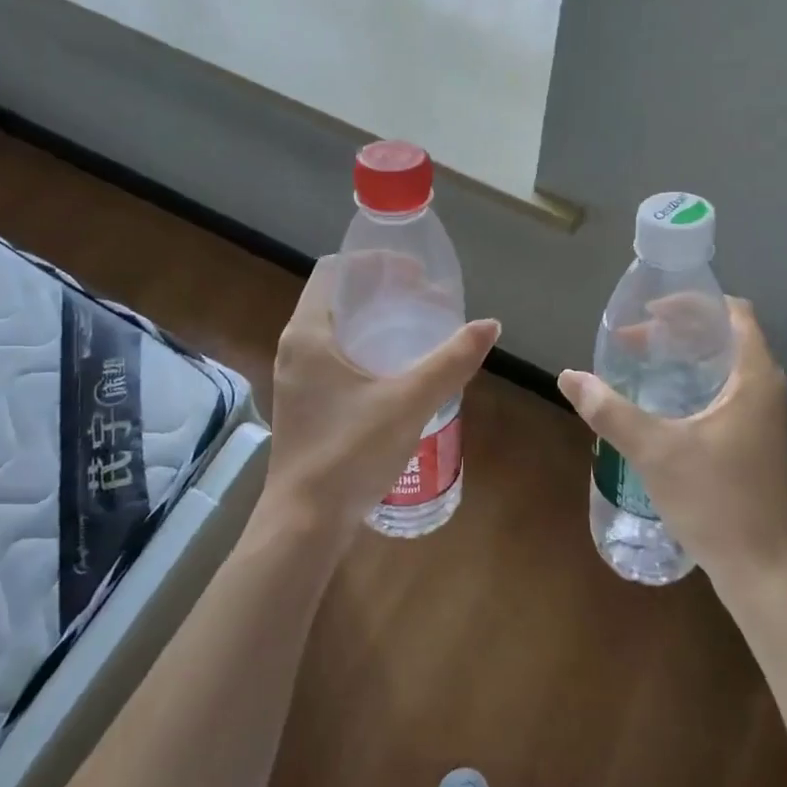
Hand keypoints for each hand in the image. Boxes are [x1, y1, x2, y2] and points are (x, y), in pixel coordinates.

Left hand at [259, 255, 500, 541]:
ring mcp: (297, 379)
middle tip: (427, 301)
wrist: (304, 523)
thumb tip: (490, 325)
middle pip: (339, 300)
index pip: (335, 271)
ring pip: (338, 333)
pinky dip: (367, 353)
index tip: (414, 273)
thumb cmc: (350, 452)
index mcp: (308, 333)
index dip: (375, 263)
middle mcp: (295, 348)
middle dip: (383, 294)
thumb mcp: (408, 401)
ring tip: (420, 332)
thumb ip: (450, 361)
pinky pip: (336, 361)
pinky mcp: (305, 405)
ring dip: (376, 325)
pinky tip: (400, 374)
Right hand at [557, 298, 786, 589]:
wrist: (765, 572)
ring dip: (688, 360)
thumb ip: (609, 410)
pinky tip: (667, 408)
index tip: (649, 312)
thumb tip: (569, 377)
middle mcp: (770, 391)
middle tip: (634, 341)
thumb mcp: (655, 451)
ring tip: (645, 366)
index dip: (691, 304)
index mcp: (755, 378)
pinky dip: (698, 386)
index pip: (733, 313)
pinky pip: (730, 395)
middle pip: (727, 338)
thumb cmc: (716, 501)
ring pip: (728, 369)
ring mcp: (769, 420)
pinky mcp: (762, 445)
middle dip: (680, 332)